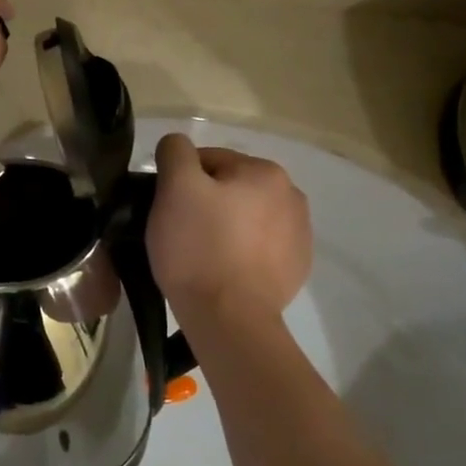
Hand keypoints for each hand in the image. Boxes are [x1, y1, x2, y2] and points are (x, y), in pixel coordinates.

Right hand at [148, 134, 310, 322]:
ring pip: (246, 218)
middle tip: (179, 232)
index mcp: (266, 172)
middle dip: (205, 203)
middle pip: (230, 188)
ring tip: (200, 255)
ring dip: (225, 226)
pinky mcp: (296, 268)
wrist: (230, 319)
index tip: (165, 208)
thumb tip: (177, 146)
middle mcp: (292, 196)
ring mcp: (299, 235)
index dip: (179, 181)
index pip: (209, 160)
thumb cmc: (199, 248)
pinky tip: (223, 271)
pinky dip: (241, 253)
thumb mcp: (175, 188)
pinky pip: (259, 248)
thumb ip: (175, 152)